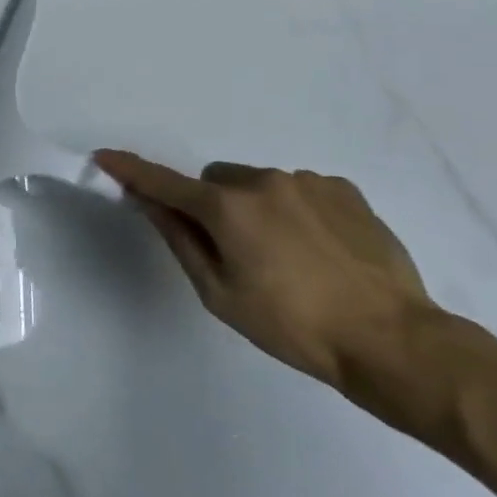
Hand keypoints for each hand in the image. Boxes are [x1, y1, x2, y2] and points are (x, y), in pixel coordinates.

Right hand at [94, 150, 435, 388]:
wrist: (392, 339)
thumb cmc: (292, 326)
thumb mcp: (220, 293)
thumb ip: (181, 241)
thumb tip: (150, 204)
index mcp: (228, 208)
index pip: (164, 183)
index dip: (130, 171)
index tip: (104, 157)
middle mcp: (263, 181)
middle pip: (214, 182)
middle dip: (210, 206)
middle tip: (233, 252)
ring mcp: (307, 181)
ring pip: (256, 184)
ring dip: (253, 208)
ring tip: (286, 258)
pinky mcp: (344, 189)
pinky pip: (297, 189)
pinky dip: (291, 209)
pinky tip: (317, 250)